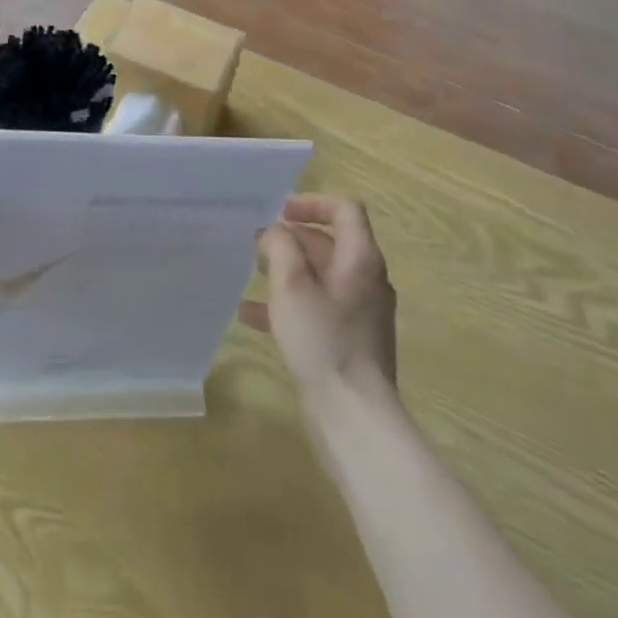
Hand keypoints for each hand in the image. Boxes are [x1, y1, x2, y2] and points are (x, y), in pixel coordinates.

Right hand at [245, 195, 397, 404]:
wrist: (353, 414)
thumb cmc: (322, 338)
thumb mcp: (292, 283)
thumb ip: (281, 246)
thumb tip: (275, 232)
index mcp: (360, 258)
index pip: (345, 209)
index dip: (313, 202)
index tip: (280, 212)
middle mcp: (366, 279)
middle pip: (331, 242)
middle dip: (292, 238)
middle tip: (257, 243)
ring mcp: (361, 312)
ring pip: (321, 277)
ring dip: (287, 270)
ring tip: (252, 273)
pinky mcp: (350, 340)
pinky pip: (318, 308)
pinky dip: (289, 303)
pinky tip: (251, 316)